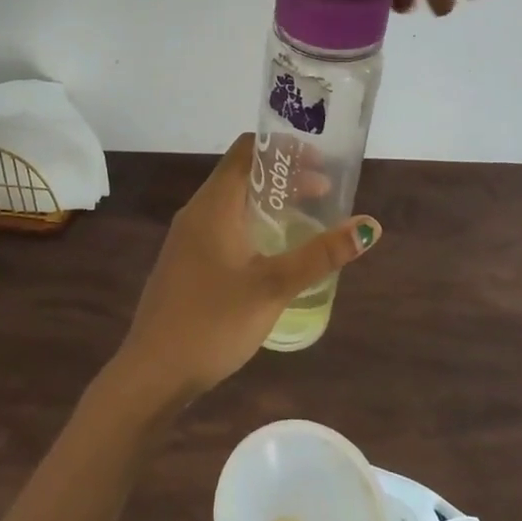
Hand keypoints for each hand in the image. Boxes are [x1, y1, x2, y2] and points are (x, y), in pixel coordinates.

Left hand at [113, 134, 381, 403]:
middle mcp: (198, 211)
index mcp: (214, 204)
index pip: (246, 150)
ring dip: (269, 201)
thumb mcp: (273, 287)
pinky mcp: (186, 262)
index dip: (283, 147)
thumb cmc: (212, 322)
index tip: (319, 159)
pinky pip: (224, 225)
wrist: (152, 373)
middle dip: (284, 176)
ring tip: (307, 216)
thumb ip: (320, 256)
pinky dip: (253, 223)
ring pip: (233, 202)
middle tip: (324, 190)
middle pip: (242, 174)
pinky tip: (273, 251)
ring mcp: (188, 238)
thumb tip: (369, 226)